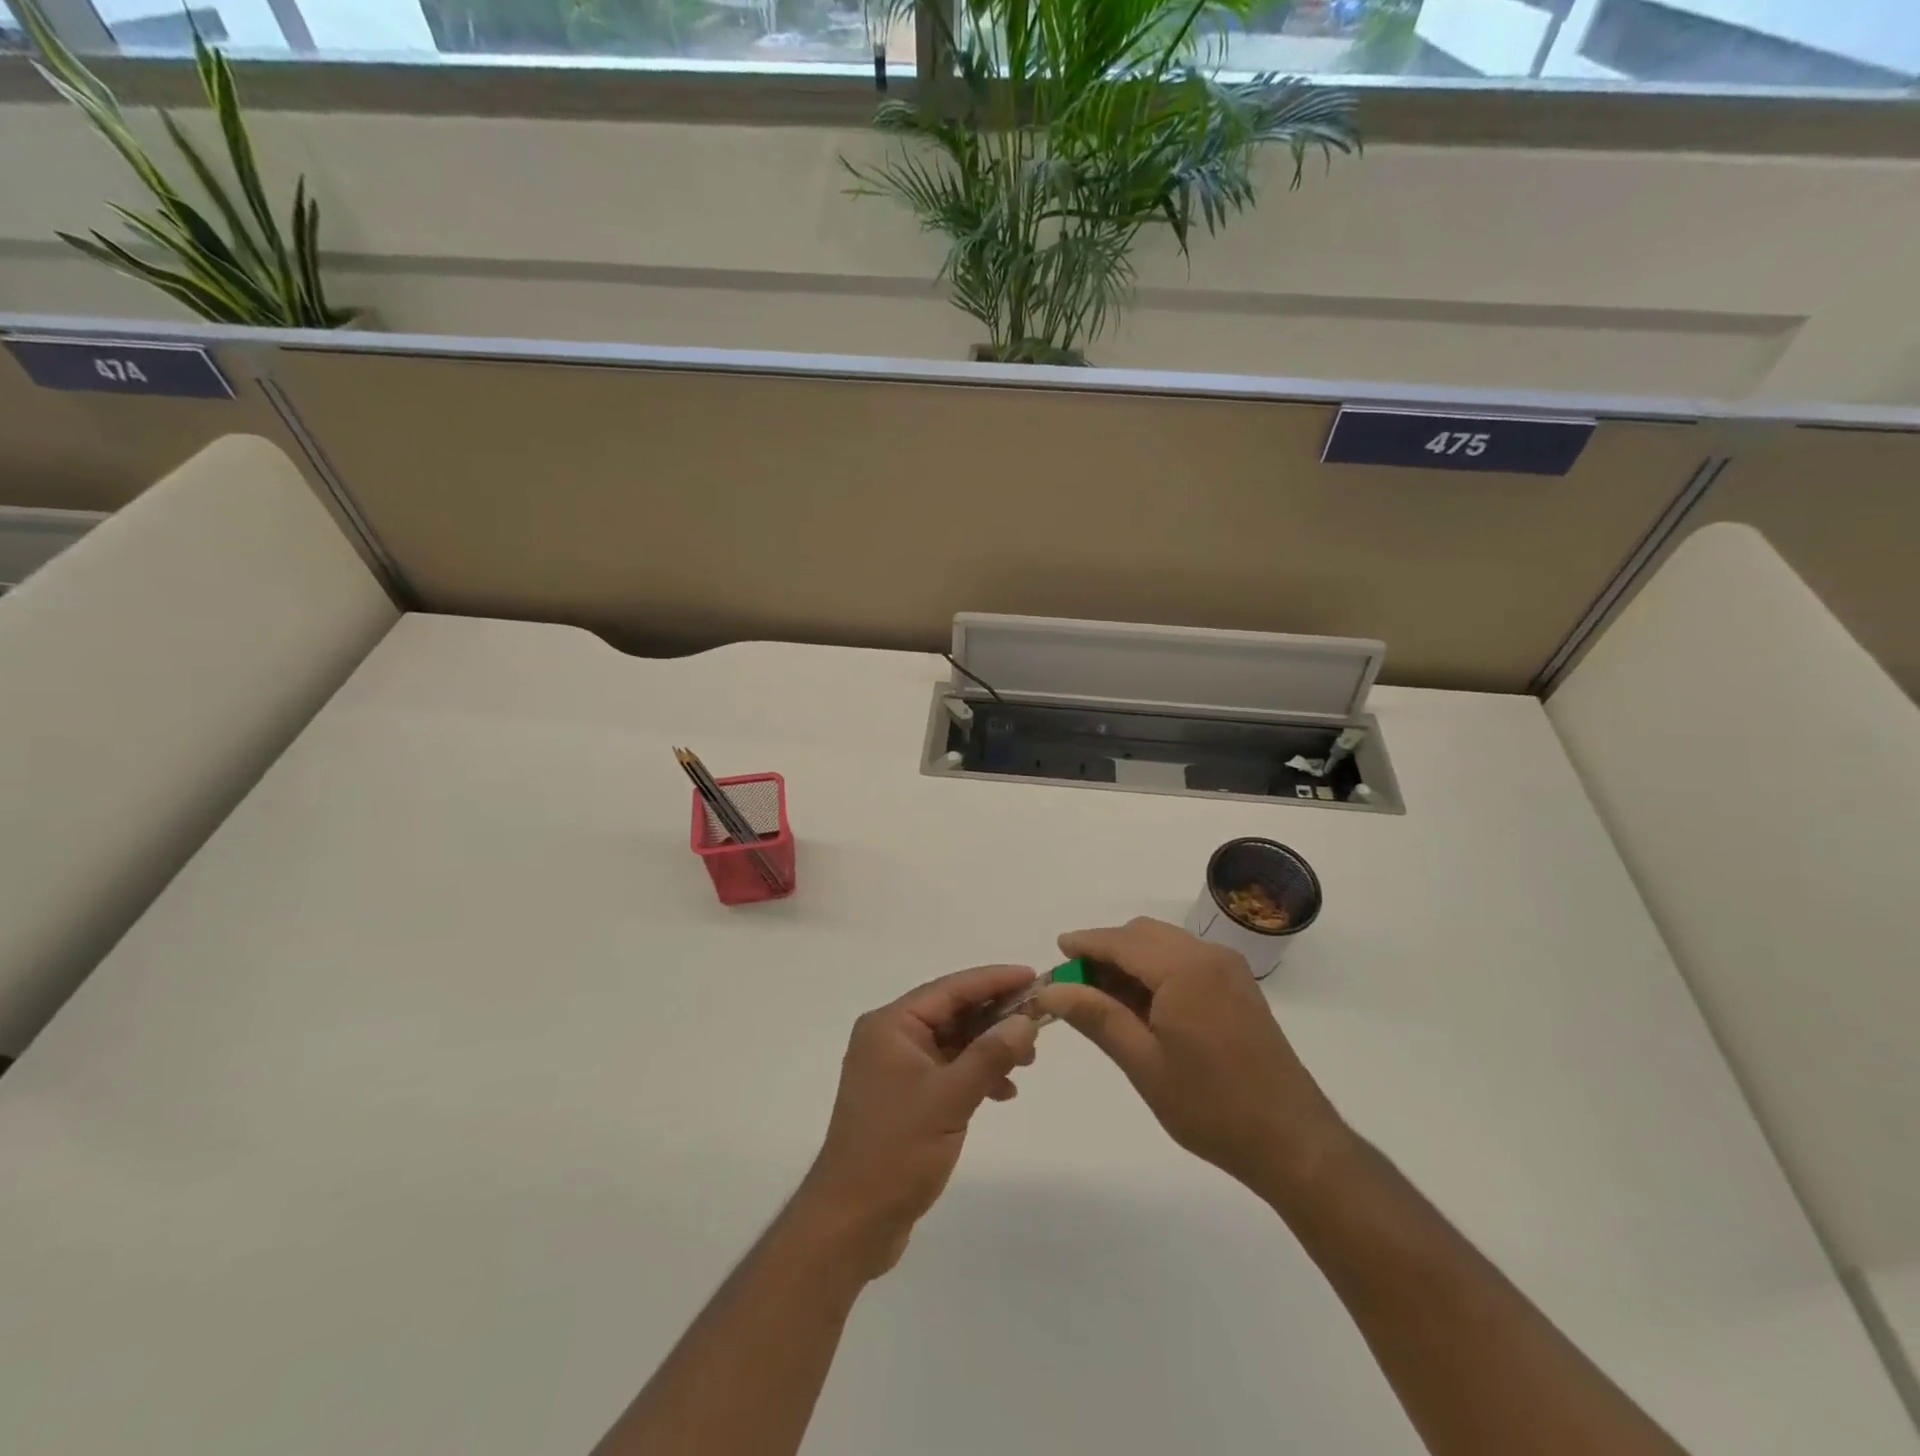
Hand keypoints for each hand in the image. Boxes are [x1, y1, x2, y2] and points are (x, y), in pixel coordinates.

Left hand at [797, 965, 1040, 1278]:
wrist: (850, 1223)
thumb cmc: (896, 1151)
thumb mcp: (949, 1099)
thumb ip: (990, 1056)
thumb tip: (1026, 1021)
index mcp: (891, 1026)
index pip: (950, 988)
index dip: (994, 980)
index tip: (1034, 976)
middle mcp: (890, 1038)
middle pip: (952, 1012)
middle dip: (996, 1017)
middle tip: (1040, 1023)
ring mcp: (896, 1069)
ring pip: (953, 1041)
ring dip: (989, 1047)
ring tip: (1028, 1061)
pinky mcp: (904, 1098)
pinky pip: (947, 1069)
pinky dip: (975, 1075)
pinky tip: (1003, 1092)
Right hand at [1034, 918, 1345, 1197]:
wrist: (1292, 1141)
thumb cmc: (1211, 1106)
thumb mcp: (1143, 1063)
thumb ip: (1095, 1017)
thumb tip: (1051, 990)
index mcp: (1184, 969)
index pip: (1120, 941)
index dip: (1084, 944)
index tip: (1055, 953)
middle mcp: (1208, 955)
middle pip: (1142, 935)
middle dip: (1106, 952)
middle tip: (1076, 987)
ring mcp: (1228, 969)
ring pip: (1164, 945)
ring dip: (1130, 961)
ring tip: (1104, 1001)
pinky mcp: (1238, 986)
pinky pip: (1186, 960)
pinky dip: (1156, 970)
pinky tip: (1142, 1006)